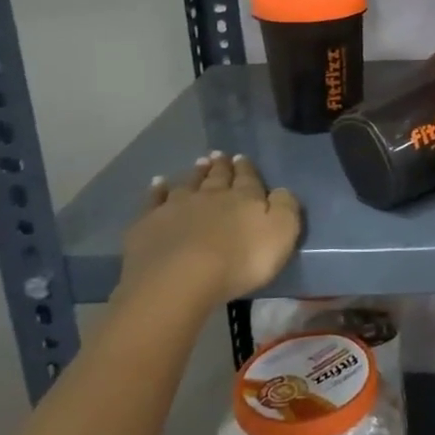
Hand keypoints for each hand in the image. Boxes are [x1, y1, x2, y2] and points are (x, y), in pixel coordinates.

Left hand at [116, 152, 301, 311]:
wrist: (180, 278)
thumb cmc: (240, 260)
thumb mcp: (281, 234)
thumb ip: (285, 208)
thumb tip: (280, 191)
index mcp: (244, 199)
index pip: (247, 179)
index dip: (246, 169)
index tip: (241, 158)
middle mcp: (210, 195)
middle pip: (217, 177)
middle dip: (221, 166)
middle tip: (220, 155)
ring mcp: (176, 207)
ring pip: (188, 184)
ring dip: (195, 173)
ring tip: (199, 163)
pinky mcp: (149, 223)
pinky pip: (154, 200)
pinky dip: (157, 190)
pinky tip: (158, 183)